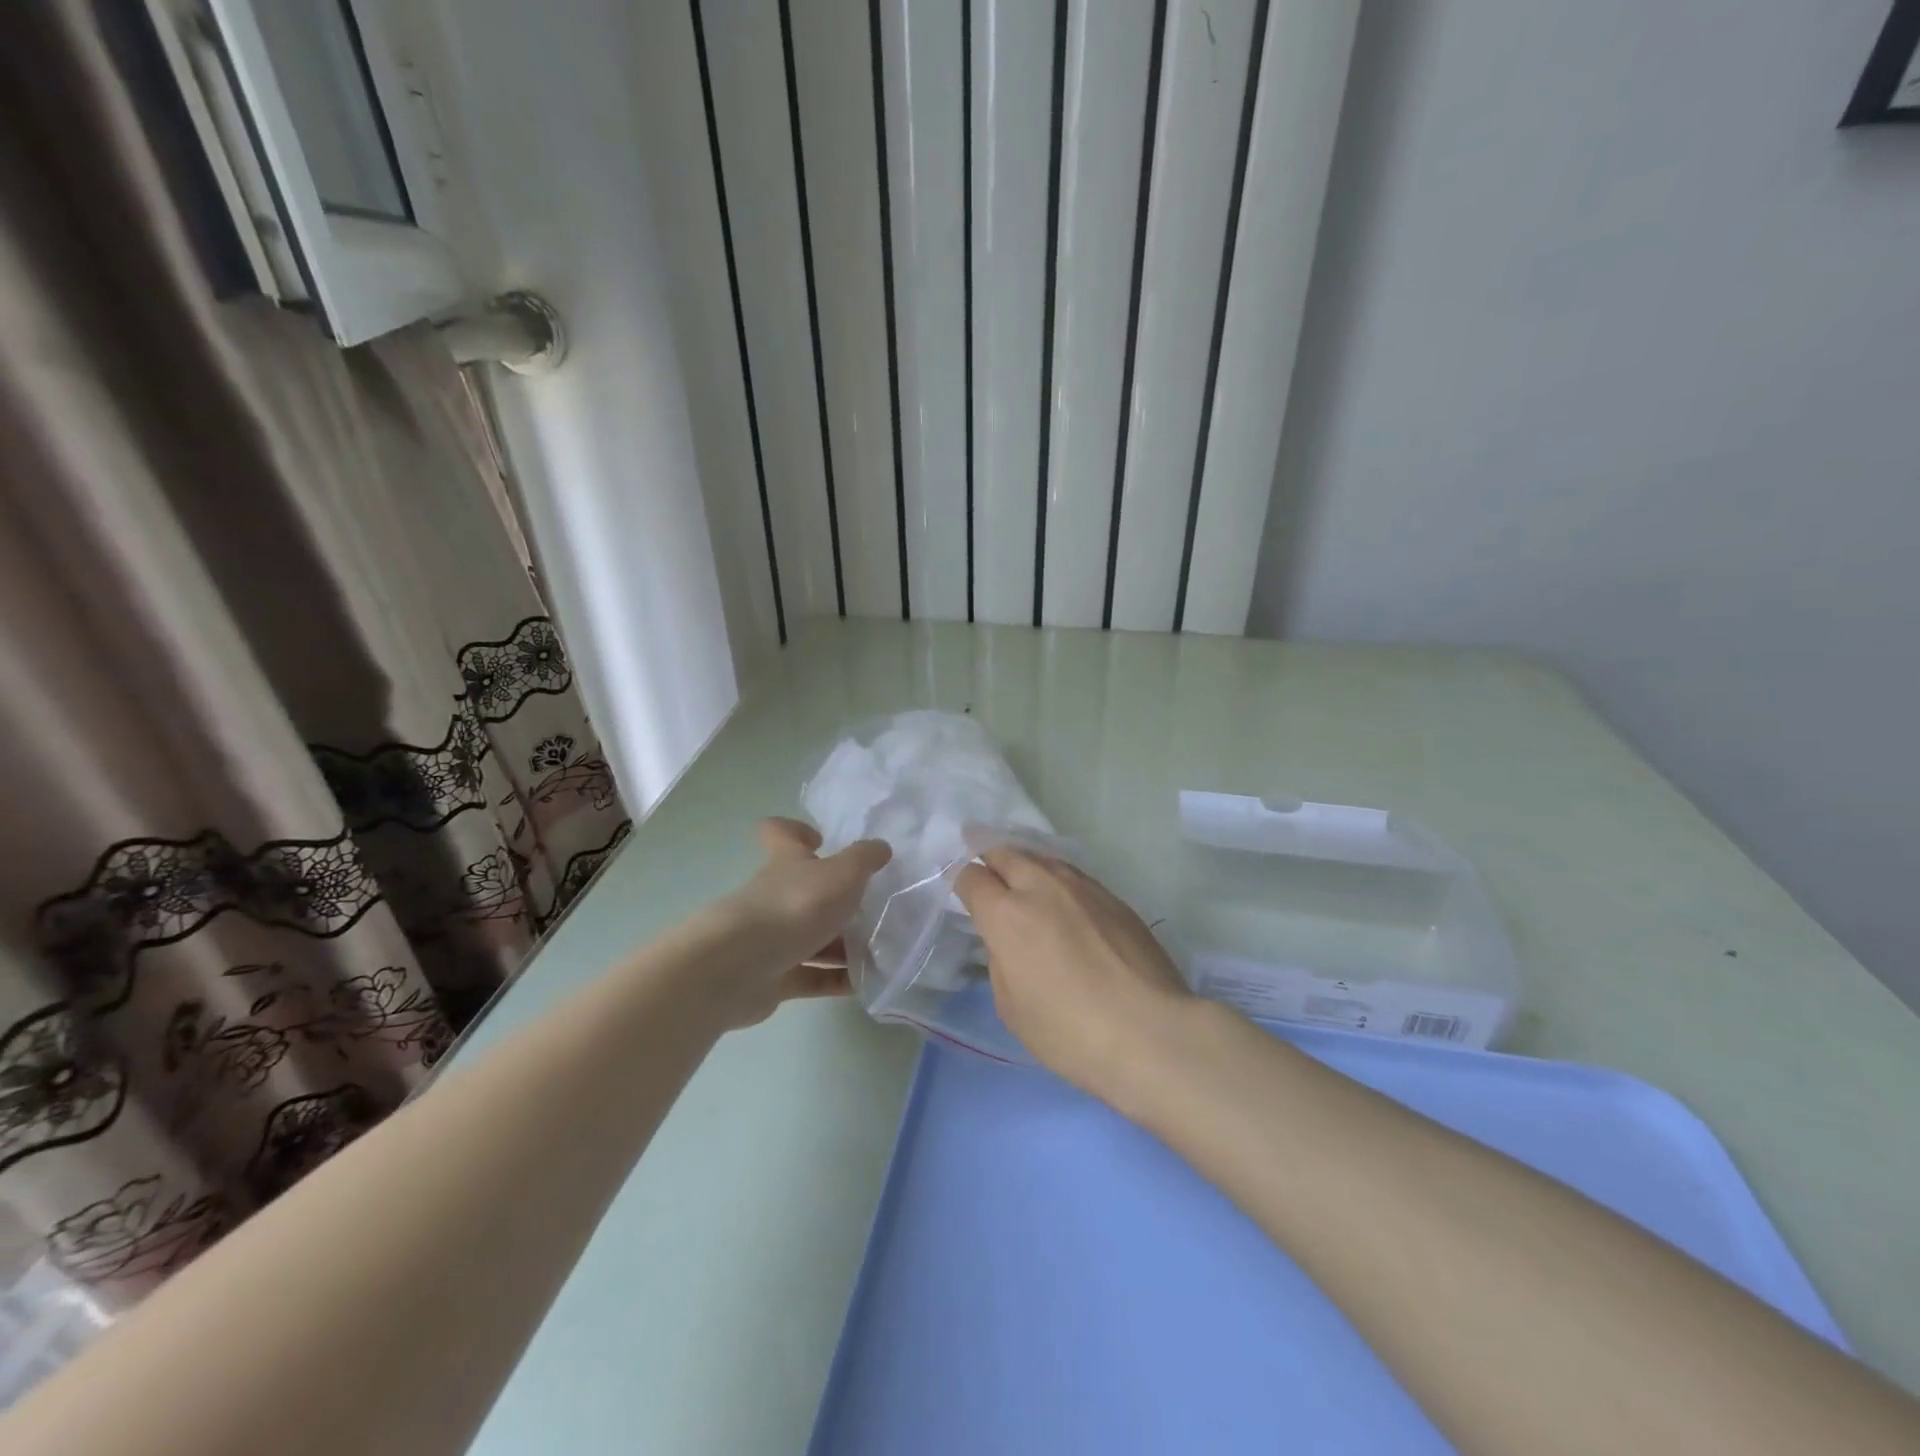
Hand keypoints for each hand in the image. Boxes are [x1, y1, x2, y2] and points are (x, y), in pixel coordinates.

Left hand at [718, 817, 890, 1026]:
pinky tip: (865, 983)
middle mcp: (775, 896)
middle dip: (837, 900)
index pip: (780, 834)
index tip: (822, 840)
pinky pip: (812, 976)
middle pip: (804, 891)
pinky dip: (836, 980)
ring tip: (880, 951)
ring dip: (842, 945)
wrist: (740, 967)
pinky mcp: (773, 977)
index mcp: (786, 863)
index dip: (797, 831)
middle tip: (872, 907)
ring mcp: (771, 939)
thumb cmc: (795, 906)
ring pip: (812, 937)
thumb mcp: (842, 873)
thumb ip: (864, 858)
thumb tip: (881, 848)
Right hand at [955, 848, 1191, 1097]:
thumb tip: (1008, 939)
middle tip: (984, 866)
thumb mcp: (1012, 1007)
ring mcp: (1082, 887)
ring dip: (1026, 865)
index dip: (961, 880)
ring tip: (1023, 879)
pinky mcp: (1114, 897)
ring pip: (1043, 859)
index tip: (961, 890)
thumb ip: (1001, 960)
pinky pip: (1074, 877)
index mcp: (1006, 914)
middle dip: (989, 857)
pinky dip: (1058, 881)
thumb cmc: (1069, 1031)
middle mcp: (1041, 886)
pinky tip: (1065, 903)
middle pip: (1006, 853)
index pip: (971, 877)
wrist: (1150, 1031)